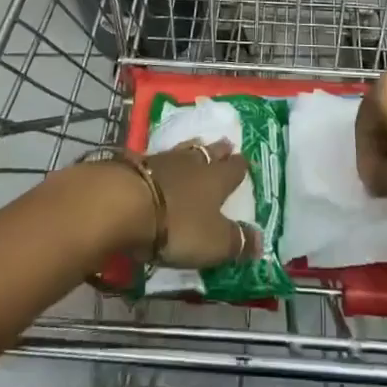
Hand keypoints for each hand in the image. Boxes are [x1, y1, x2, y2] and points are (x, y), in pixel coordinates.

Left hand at [90, 140, 261, 267]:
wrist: (124, 204)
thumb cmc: (178, 225)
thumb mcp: (214, 242)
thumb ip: (237, 241)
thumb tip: (261, 241)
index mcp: (216, 180)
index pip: (234, 169)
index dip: (240, 166)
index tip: (245, 159)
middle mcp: (193, 164)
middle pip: (209, 153)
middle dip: (219, 150)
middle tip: (226, 144)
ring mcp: (163, 161)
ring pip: (184, 151)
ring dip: (192, 149)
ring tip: (197, 145)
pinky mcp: (137, 165)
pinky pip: (158, 159)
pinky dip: (164, 162)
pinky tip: (162, 163)